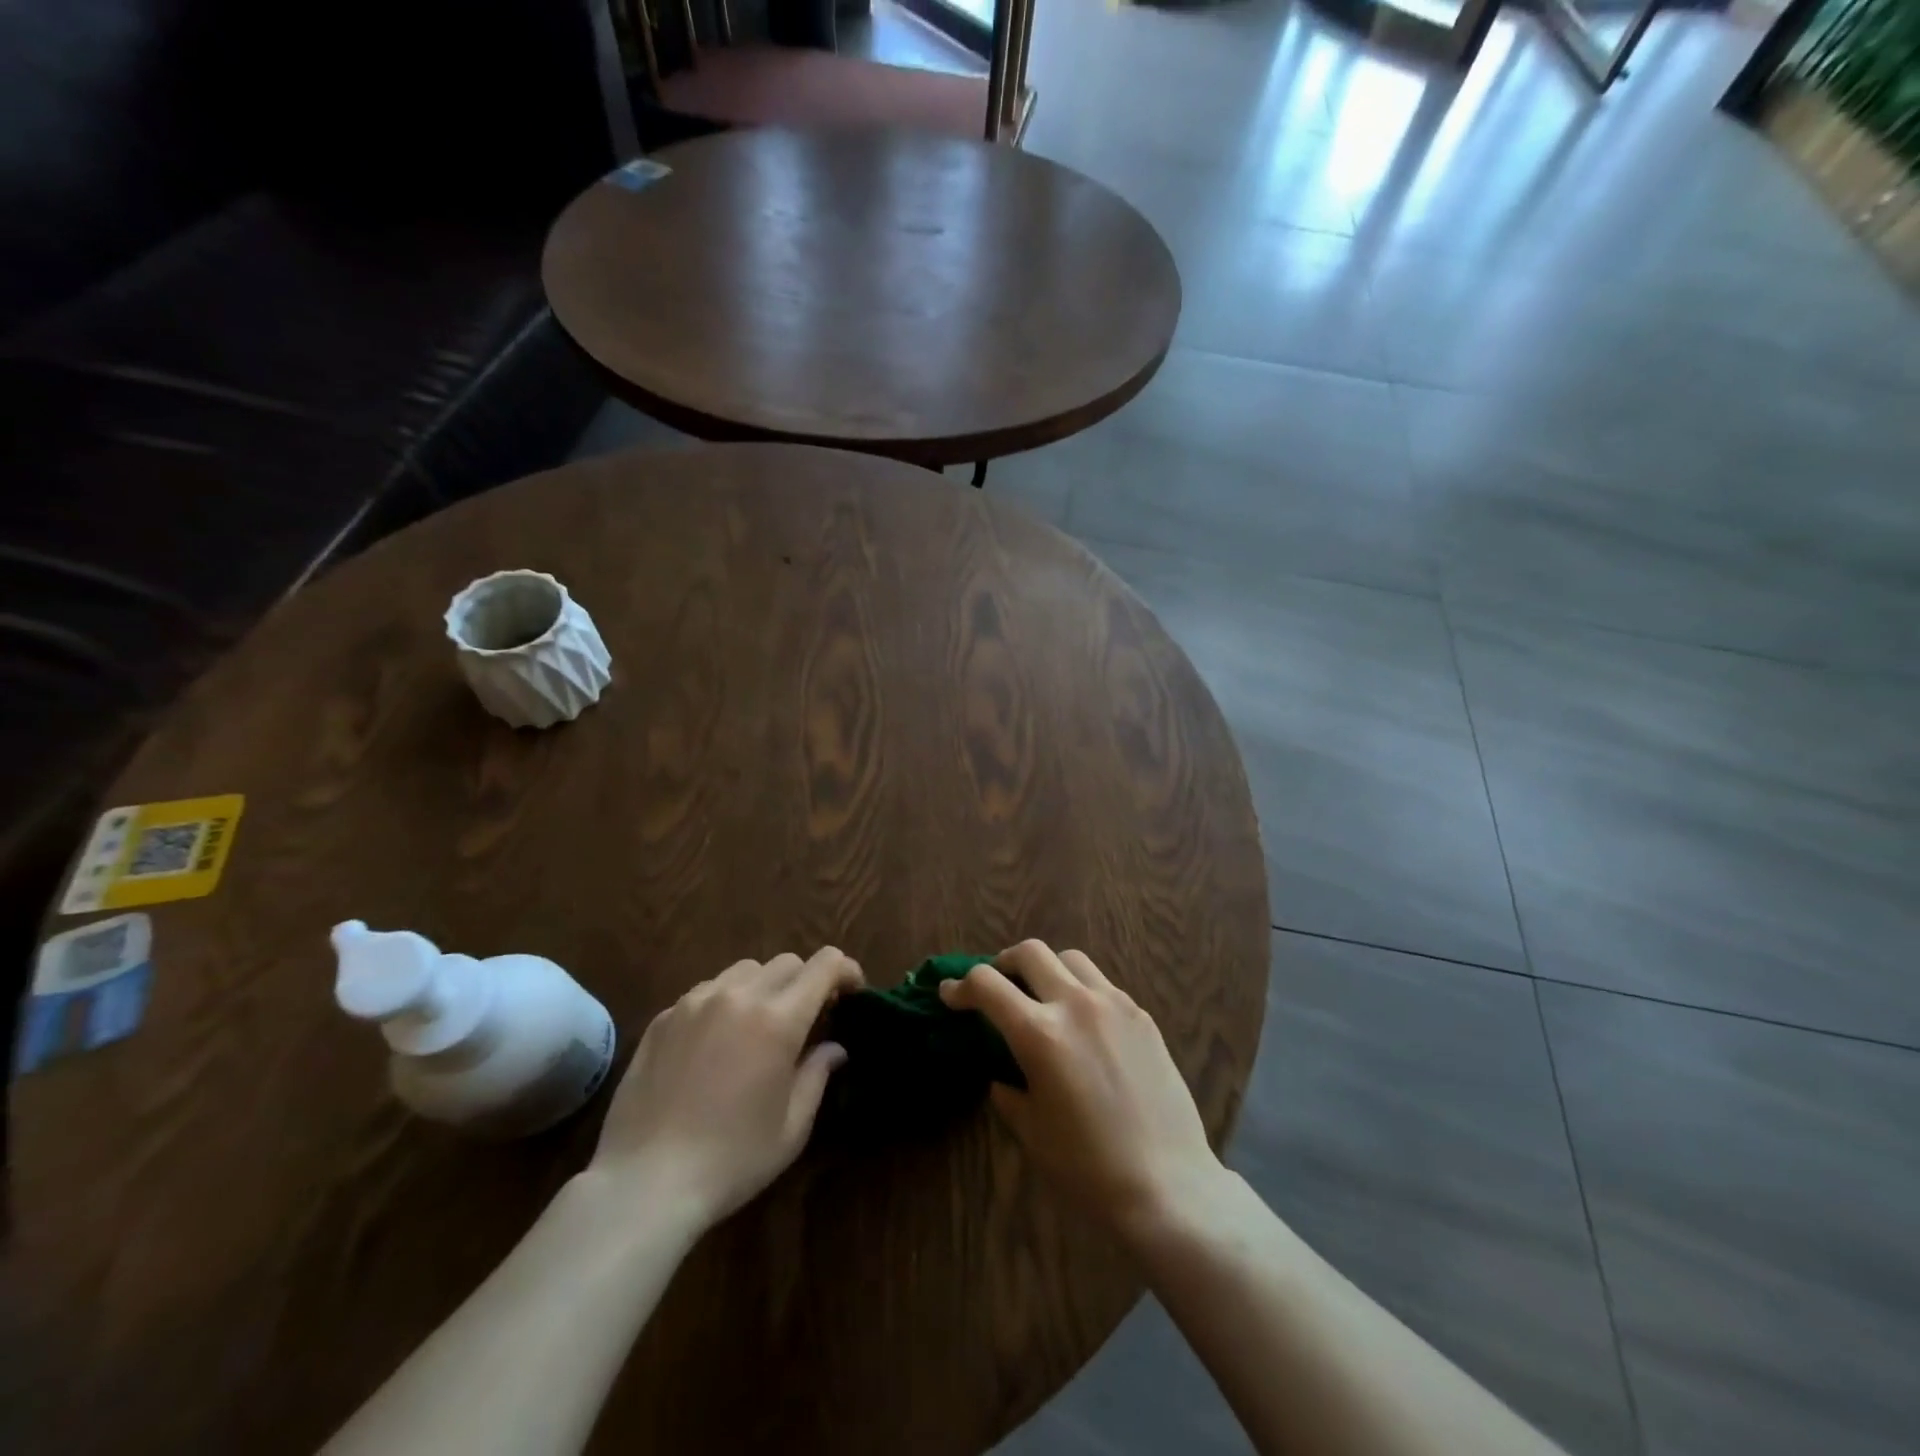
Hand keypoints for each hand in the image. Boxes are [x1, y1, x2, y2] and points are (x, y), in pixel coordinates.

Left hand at [587, 947, 862, 1226]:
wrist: (644, 1183)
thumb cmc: (732, 1160)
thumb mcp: (792, 1127)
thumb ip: (817, 1074)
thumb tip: (833, 1047)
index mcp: (778, 1019)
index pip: (825, 964)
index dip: (846, 971)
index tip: (851, 995)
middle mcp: (738, 996)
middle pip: (787, 962)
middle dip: (806, 982)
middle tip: (807, 1019)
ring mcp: (695, 1002)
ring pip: (745, 970)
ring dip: (764, 988)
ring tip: (759, 1026)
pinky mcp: (663, 1017)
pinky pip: (706, 991)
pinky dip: (725, 1003)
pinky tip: (716, 1043)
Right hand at [941, 940, 1226, 1242]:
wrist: (1167, 1184)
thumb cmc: (1087, 1167)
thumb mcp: (1030, 1130)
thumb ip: (1008, 1089)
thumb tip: (1003, 1074)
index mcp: (1040, 1034)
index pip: (987, 985)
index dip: (961, 986)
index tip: (951, 995)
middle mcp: (1075, 1005)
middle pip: (1030, 952)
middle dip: (1003, 963)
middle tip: (995, 985)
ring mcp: (1114, 1004)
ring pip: (1070, 958)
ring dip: (1046, 968)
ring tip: (1041, 994)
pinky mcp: (1141, 1015)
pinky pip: (1102, 984)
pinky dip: (1080, 989)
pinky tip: (1083, 1022)